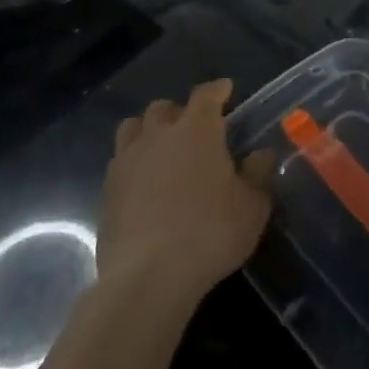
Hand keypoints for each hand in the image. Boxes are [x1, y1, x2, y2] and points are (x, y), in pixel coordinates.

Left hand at [98, 79, 273, 308]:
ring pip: (133, 128)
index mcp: (197, 129)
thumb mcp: (252, 207)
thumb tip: (261, 155)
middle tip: (193, 131)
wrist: (147, 278)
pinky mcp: (106, 192)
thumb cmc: (209, 233)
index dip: (218, 90)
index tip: (226, 91)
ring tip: (161, 151)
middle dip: (179, 112)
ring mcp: (127, 161)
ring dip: (148, 132)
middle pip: (163, 108)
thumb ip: (258, 175)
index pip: (207, 94)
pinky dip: (133, 165)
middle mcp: (159, 135)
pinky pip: (119, 163)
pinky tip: (144, 186)